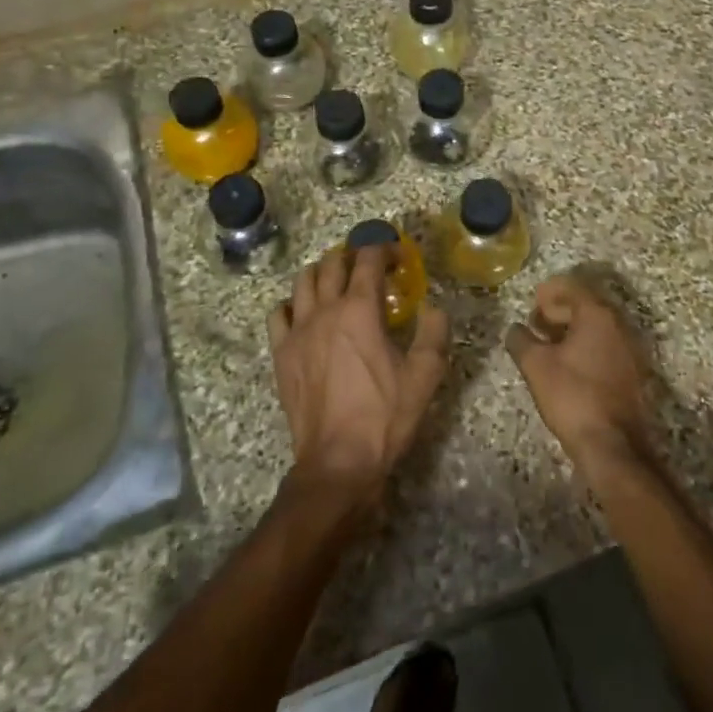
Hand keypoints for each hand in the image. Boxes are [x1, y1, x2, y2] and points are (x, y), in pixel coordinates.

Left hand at [270, 245, 449, 512]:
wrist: (337, 462)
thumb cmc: (384, 417)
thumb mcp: (424, 375)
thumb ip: (434, 332)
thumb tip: (433, 306)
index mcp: (360, 309)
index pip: (368, 258)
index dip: (384, 249)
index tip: (398, 256)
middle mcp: (325, 310)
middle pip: (332, 262)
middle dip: (353, 255)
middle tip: (371, 268)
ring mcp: (298, 331)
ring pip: (303, 281)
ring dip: (323, 272)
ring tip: (338, 283)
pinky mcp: (281, 353)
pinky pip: (278, 313)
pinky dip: (292, 304)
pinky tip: (305, 314)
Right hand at [506, 275, 655, 479]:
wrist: (613, 446)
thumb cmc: (572, 396)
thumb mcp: (536, 366)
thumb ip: (521, 340)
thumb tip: (515, 329)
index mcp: (598, 315)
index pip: (573, 288)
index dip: (550, 291)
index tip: (534, 299)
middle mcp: (619, 325)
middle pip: (587, 306)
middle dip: (560, 310)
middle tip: (537, 321)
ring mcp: (631, 350)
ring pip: (598, 328)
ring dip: (573, 329)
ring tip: (548, 343)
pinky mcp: (634, 373)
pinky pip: (607, 347)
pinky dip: (587, 346)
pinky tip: (569, 364)